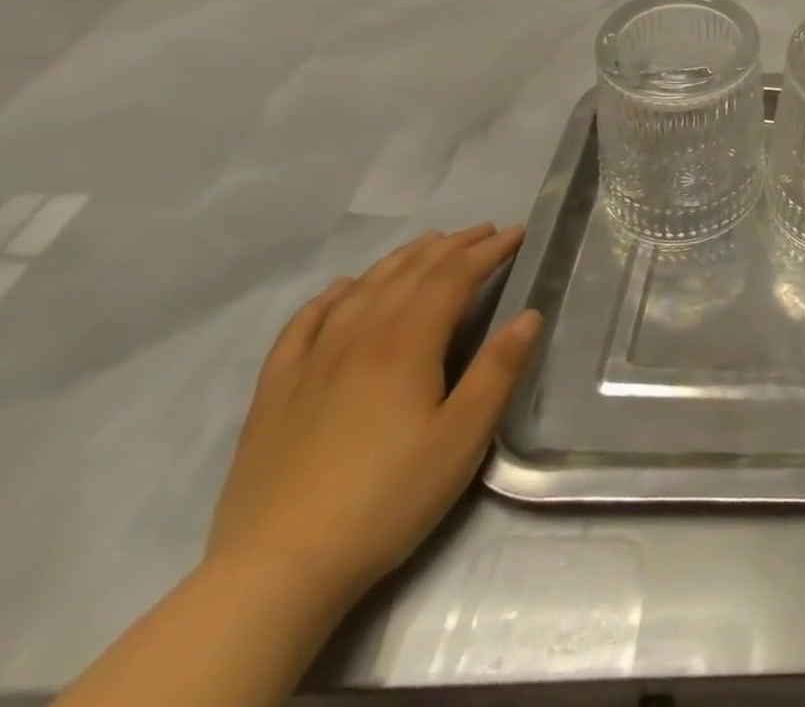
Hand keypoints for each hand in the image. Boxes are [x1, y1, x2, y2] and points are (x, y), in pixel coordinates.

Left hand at [207, 224, 541, 612]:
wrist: (275, 573)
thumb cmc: (387, 499)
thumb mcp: (463, 438)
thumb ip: (498, 371)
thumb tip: (529, 315)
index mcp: (406, 345)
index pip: (453, 278)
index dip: (487, 252)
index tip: (517, 234)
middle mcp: (358, 339)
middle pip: (409, 275)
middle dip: (451, 247)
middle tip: (484, 231)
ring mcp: (311, 364)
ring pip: (361, 291)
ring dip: (401, 260)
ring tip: (429, 244)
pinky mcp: (276, 394)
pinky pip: (303, 327)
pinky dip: (329, 298)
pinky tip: (342, 288)